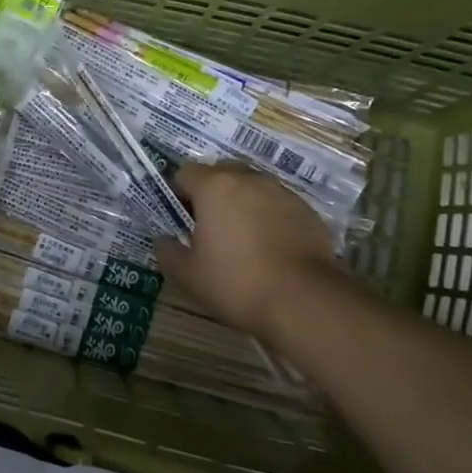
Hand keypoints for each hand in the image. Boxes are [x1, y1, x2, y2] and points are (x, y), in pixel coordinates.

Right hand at [153, 163, 335, 338]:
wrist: (303, 300)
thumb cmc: (235, 282)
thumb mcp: (187, 275)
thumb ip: (168, 251)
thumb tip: (163, 240)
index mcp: (214, 187)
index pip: (185, 173)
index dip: (178, 193)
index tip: (181, 219)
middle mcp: (249, 180)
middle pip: (222, 172)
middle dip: (212, 192)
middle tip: (209, 225)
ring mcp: (282, 193)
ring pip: (253, 187)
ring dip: (242, 202)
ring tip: (242, 238)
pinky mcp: (307, 211)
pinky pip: (278, 205)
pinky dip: (269, 217)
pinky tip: (270, 248)